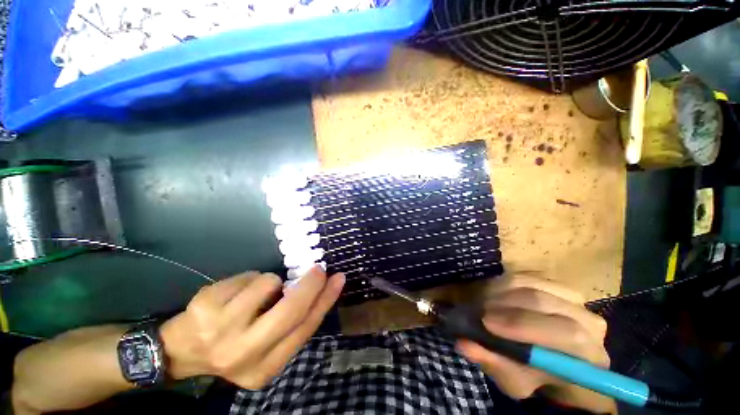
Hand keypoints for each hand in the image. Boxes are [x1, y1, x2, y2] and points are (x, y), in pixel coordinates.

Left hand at [160, 265, 343, 388]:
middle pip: (290, 310)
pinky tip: (236, 293)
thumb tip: (319, 290)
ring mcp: (221, 329)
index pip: (305, 329)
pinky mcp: (206, 306)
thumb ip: (292, 325)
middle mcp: (244, 353)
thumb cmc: (234, 344)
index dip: (325, 301)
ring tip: (257, 293)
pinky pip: (248, 277)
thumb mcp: (266, 346)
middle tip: (318, 269)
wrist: (182, 350)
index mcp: (264, 368)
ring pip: (268, 284)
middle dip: (310, 284)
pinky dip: (251, 279)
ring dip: (272, 282)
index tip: (338, 279)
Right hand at [457, 275, 616, 413]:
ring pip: (535, 287)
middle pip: (549, 306)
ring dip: (503, 294)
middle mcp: (591, 325)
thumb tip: (465, 344)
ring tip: (485, 304)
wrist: (546, 356)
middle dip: (508, 307)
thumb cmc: (533, 375)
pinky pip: (529, 276)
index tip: (487, 323)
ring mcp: (576, 301)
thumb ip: (494, 363)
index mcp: (590, 358)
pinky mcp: (557, 284)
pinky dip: (506, 283)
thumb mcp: (513, 380)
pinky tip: (496, 295)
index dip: (524, 326)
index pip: (568, 337)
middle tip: (480, 312)